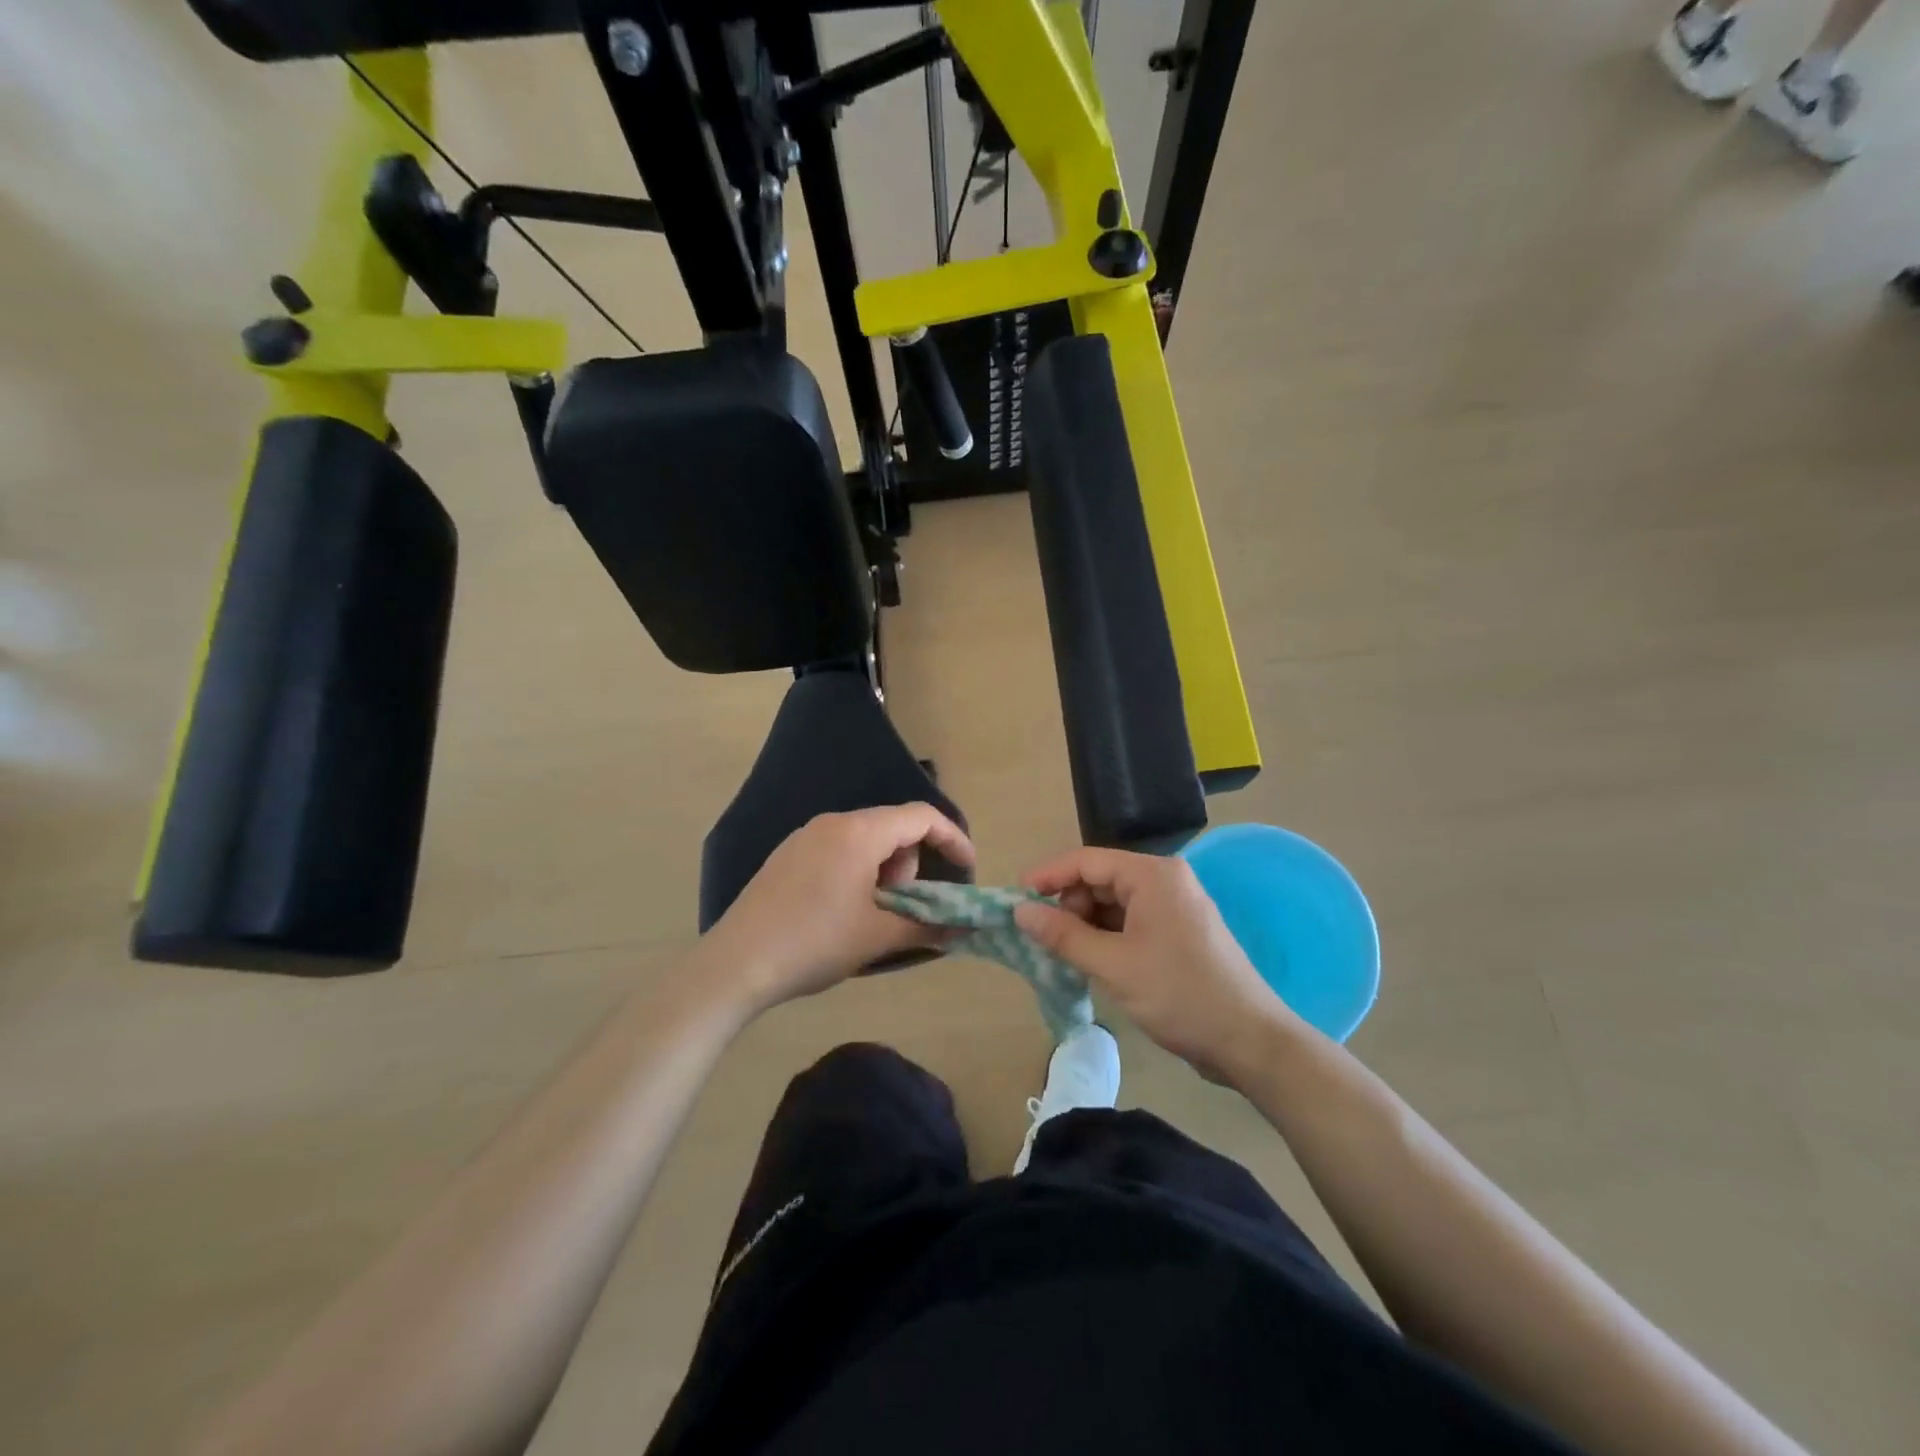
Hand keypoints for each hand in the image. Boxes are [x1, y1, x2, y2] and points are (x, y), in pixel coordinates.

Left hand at [704, 805, 973, 1014]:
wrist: (736, 963)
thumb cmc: (815, 943)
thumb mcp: (877, 937)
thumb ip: (927, 926)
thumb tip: (962, 930)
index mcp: (860, 832)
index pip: (922, 817)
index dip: (952, 839)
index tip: (966, 871)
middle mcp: (833, 822)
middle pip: (893, 828)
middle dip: (910, 865)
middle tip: (901, 908)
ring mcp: (805, 836)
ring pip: (865, 840)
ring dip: (883, 871)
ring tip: (869, 916)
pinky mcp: (787, 855)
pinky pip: (838, 850)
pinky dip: (857, 872)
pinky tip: (840, 912)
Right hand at [1015, 848, 1300, 1083]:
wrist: (1249, 1041)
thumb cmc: (1179, 994)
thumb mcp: (1113, 965)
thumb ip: (1063, 935)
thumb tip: (1020, 912)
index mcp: (1152, 875)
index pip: (1087, 860)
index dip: (1048, 876)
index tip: (1015, 899)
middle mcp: (1165, 880)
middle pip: (1100, 879)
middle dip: (1068, 905)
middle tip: (1044, 939)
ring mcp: (1174, 906)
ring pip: (1114, 903)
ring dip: (1086, 924)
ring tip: (1065, 955)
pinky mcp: (1178, 932)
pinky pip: (1131, 921)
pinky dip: (1107, 937)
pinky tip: (1092, 961)